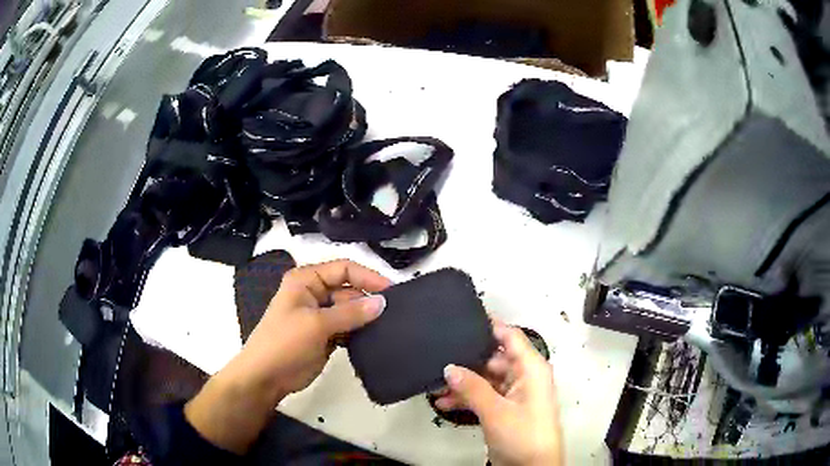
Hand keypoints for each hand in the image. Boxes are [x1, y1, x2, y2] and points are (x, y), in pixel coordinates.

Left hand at [185, 259, 389, 453]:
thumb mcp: (316, 324)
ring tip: (392, 324)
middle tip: (396, 312)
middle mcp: (314, 293)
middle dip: (369, 299)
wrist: (266, 377)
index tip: (392, 291)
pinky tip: (377, 337)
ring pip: (350, 310)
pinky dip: (361, 331)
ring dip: (367, 317)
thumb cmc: (284, 343)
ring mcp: (320, 315)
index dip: (368, 277)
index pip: (344, 269)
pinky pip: (348, 327)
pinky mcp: (325, 335)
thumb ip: (350, 313)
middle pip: (349, 289)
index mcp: (306, 280)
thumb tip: (382, 302)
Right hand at [435, 323, 562, 465]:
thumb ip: (472, 387)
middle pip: (494, 358)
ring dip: (463, 383)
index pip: (510, 336)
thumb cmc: (522, 434)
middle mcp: (524, 376)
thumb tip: (449, 367)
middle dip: (467, 361)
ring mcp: (515, 394)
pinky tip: (444, 402)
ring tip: (435, 384)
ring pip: (486, 379)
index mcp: (531, 369)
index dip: (489, 325)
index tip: (463, 317)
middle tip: (438, 359)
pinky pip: (485, 396)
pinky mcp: (506, 409)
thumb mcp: (495, 411)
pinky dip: (467, 398)